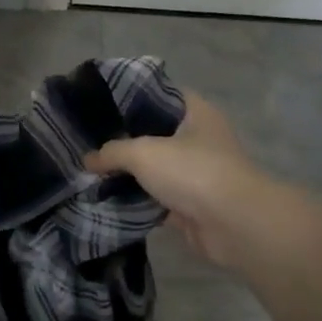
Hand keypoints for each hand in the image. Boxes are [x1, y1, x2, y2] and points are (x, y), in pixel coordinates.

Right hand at [85, 91, 274, 270]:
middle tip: (90, 140)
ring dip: (130, 174)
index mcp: (196, 113)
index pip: (160, 95)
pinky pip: (158, 198)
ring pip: (156, 168)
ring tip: (92, 171)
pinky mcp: (192, 205)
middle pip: (155, 134)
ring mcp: (197, 174)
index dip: (131, 98)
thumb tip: (87, 160)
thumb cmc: (193, 172)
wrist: (234, 225)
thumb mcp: (144, 152)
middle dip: (125, 139)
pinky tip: (108, 199)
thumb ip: (112, 152)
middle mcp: (199, 139)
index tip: (101, 104)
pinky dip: (138, 200)